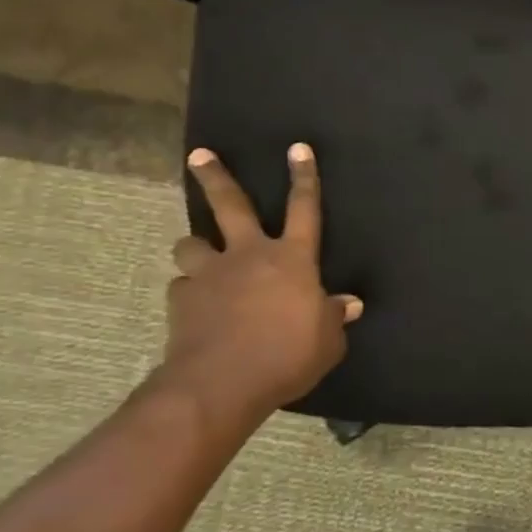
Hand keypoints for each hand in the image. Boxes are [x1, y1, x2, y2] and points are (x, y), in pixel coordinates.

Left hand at [157, 144, 361, 423]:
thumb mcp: (328, 341)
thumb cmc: (288, 356)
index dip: (304, 176)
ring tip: (198, 252)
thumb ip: (334, 317)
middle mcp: (249, 255)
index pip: (305, 208)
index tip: (298, 147)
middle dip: (216, 177)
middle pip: (230, 205)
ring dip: (195, 245)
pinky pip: (182, 286)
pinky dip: (189, 291)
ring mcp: (210, 275)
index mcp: (292, 259)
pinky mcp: (182, 300)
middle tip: (199, 155)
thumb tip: (349, 305)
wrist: (221, 384)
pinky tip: (194, 305)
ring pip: (191, 243)